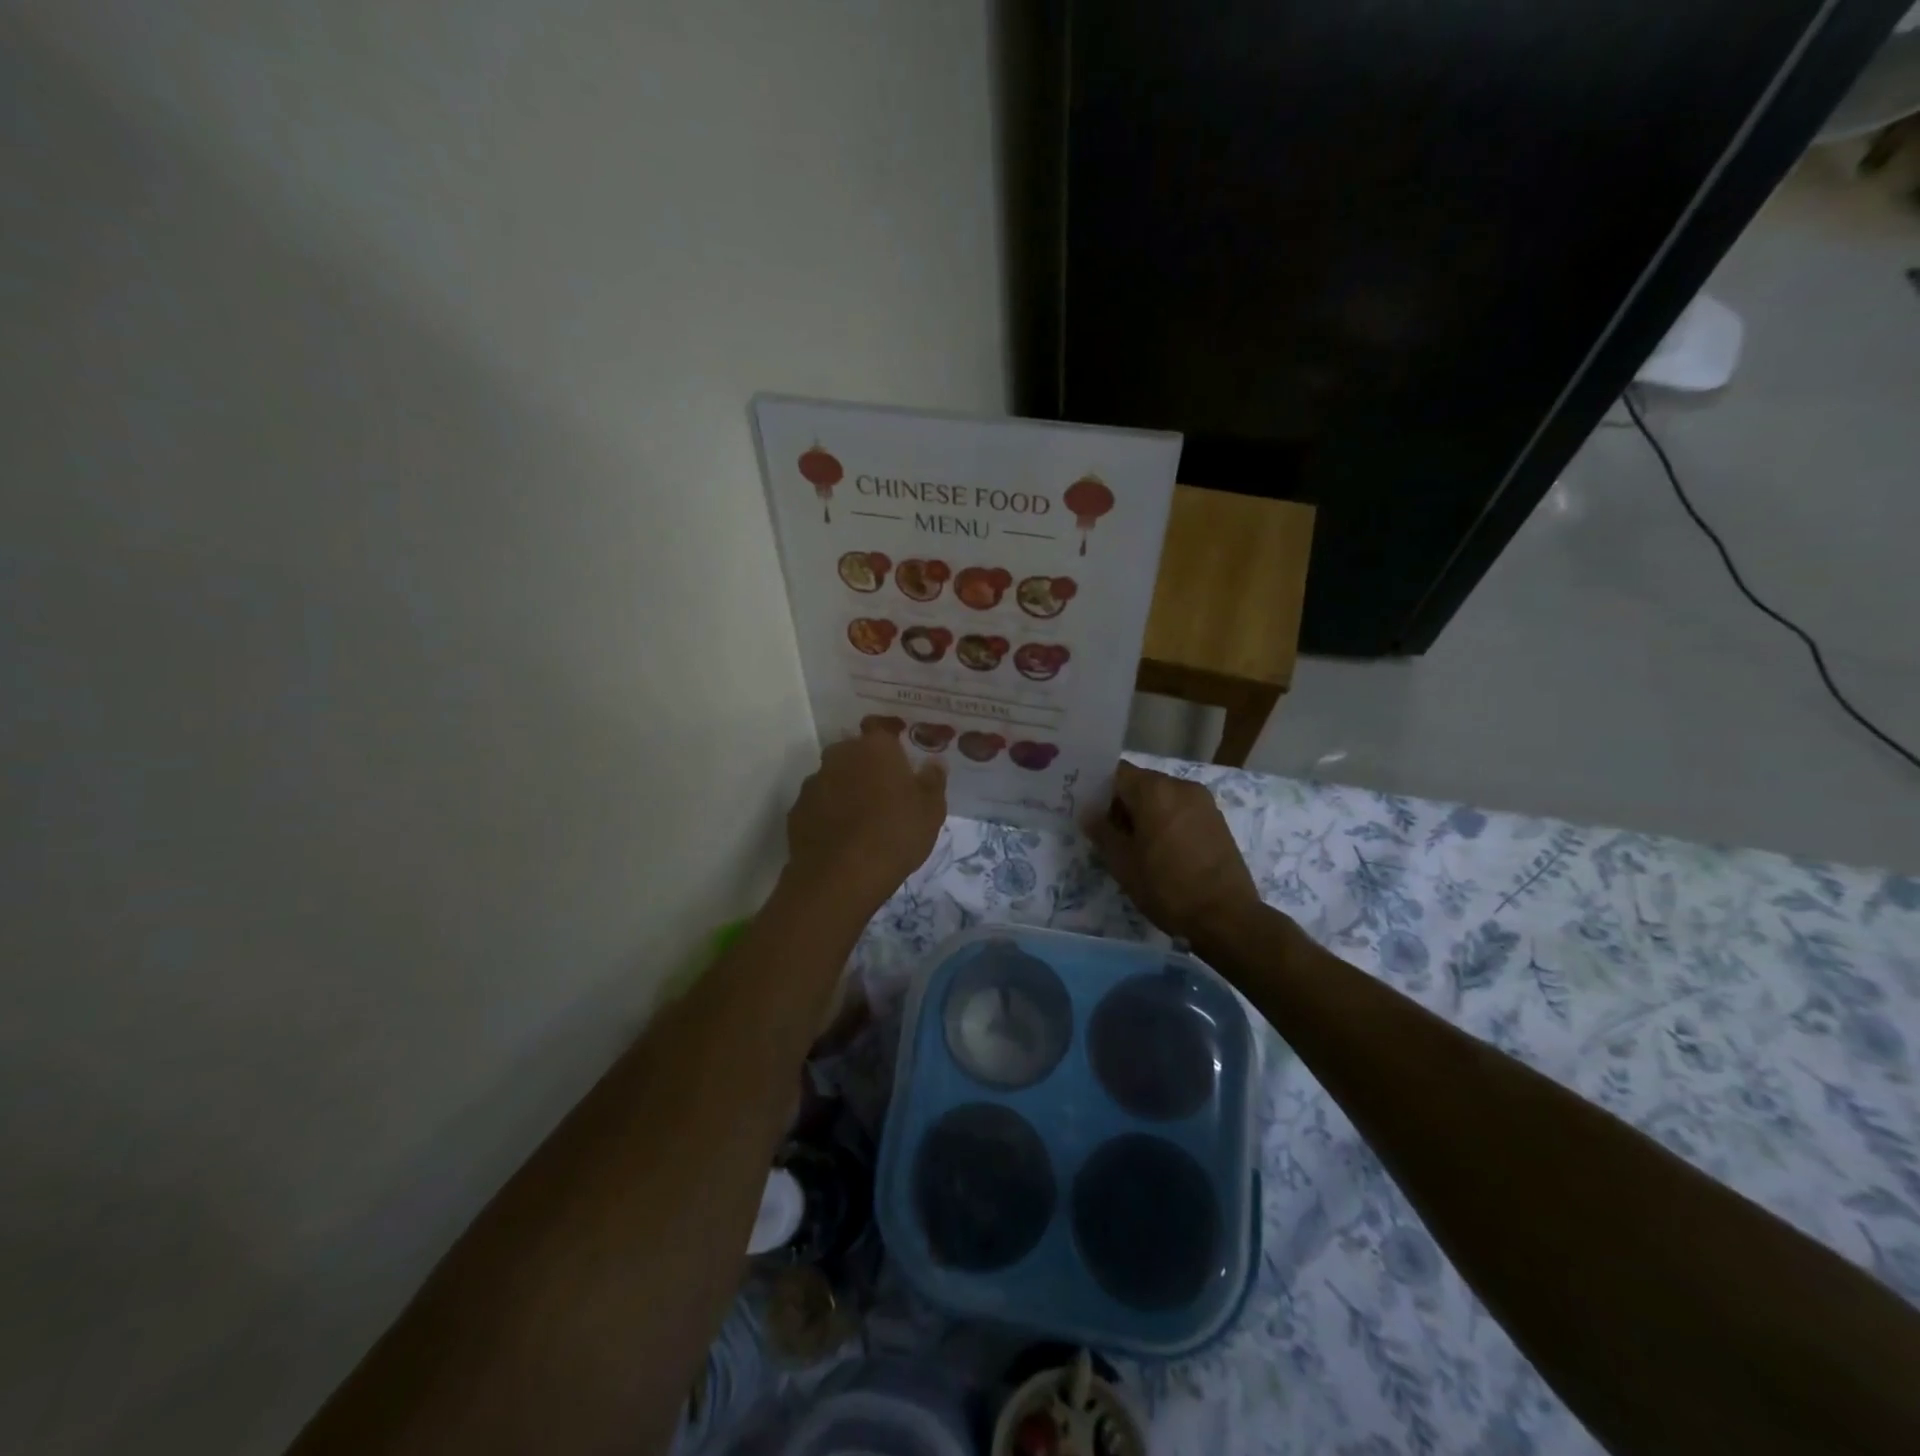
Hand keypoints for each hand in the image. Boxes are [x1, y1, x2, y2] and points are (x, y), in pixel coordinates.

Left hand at [784, 727, 946, 913]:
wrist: (842, 877)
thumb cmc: (896, 835)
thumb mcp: (931, 811)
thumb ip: (933, 780)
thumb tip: (934, 762)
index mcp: (875, 748)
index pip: (881, 727)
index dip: (891, 738)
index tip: (901, 753)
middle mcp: (840, 755)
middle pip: (854, 751)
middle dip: (867, 764)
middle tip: (885, 789)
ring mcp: (814, 782)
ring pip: (834, 777)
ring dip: (846, 788)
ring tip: (862, 817)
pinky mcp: (797, 810)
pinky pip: (818, 804)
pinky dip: (828, 812)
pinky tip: (841, 835)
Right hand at [1089, 762, 1261, 942]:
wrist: (1225, 916)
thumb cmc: (1166, 886)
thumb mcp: (1123, 863)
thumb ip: (1102, 832)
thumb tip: (1090, 814)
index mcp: (1154, 790)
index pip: (1117, 773)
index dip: (1099, 790)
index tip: (1090, 814)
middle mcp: (1181, 786)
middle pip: (1141, 783)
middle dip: (1123, 804)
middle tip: (1109, 834)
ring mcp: (1203, 802)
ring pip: (1163, 797)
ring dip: (1146, 814)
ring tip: (1136, 846)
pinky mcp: (1217, 820)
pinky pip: (1182, 810)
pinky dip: (1167, 821)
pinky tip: (1163, 851)